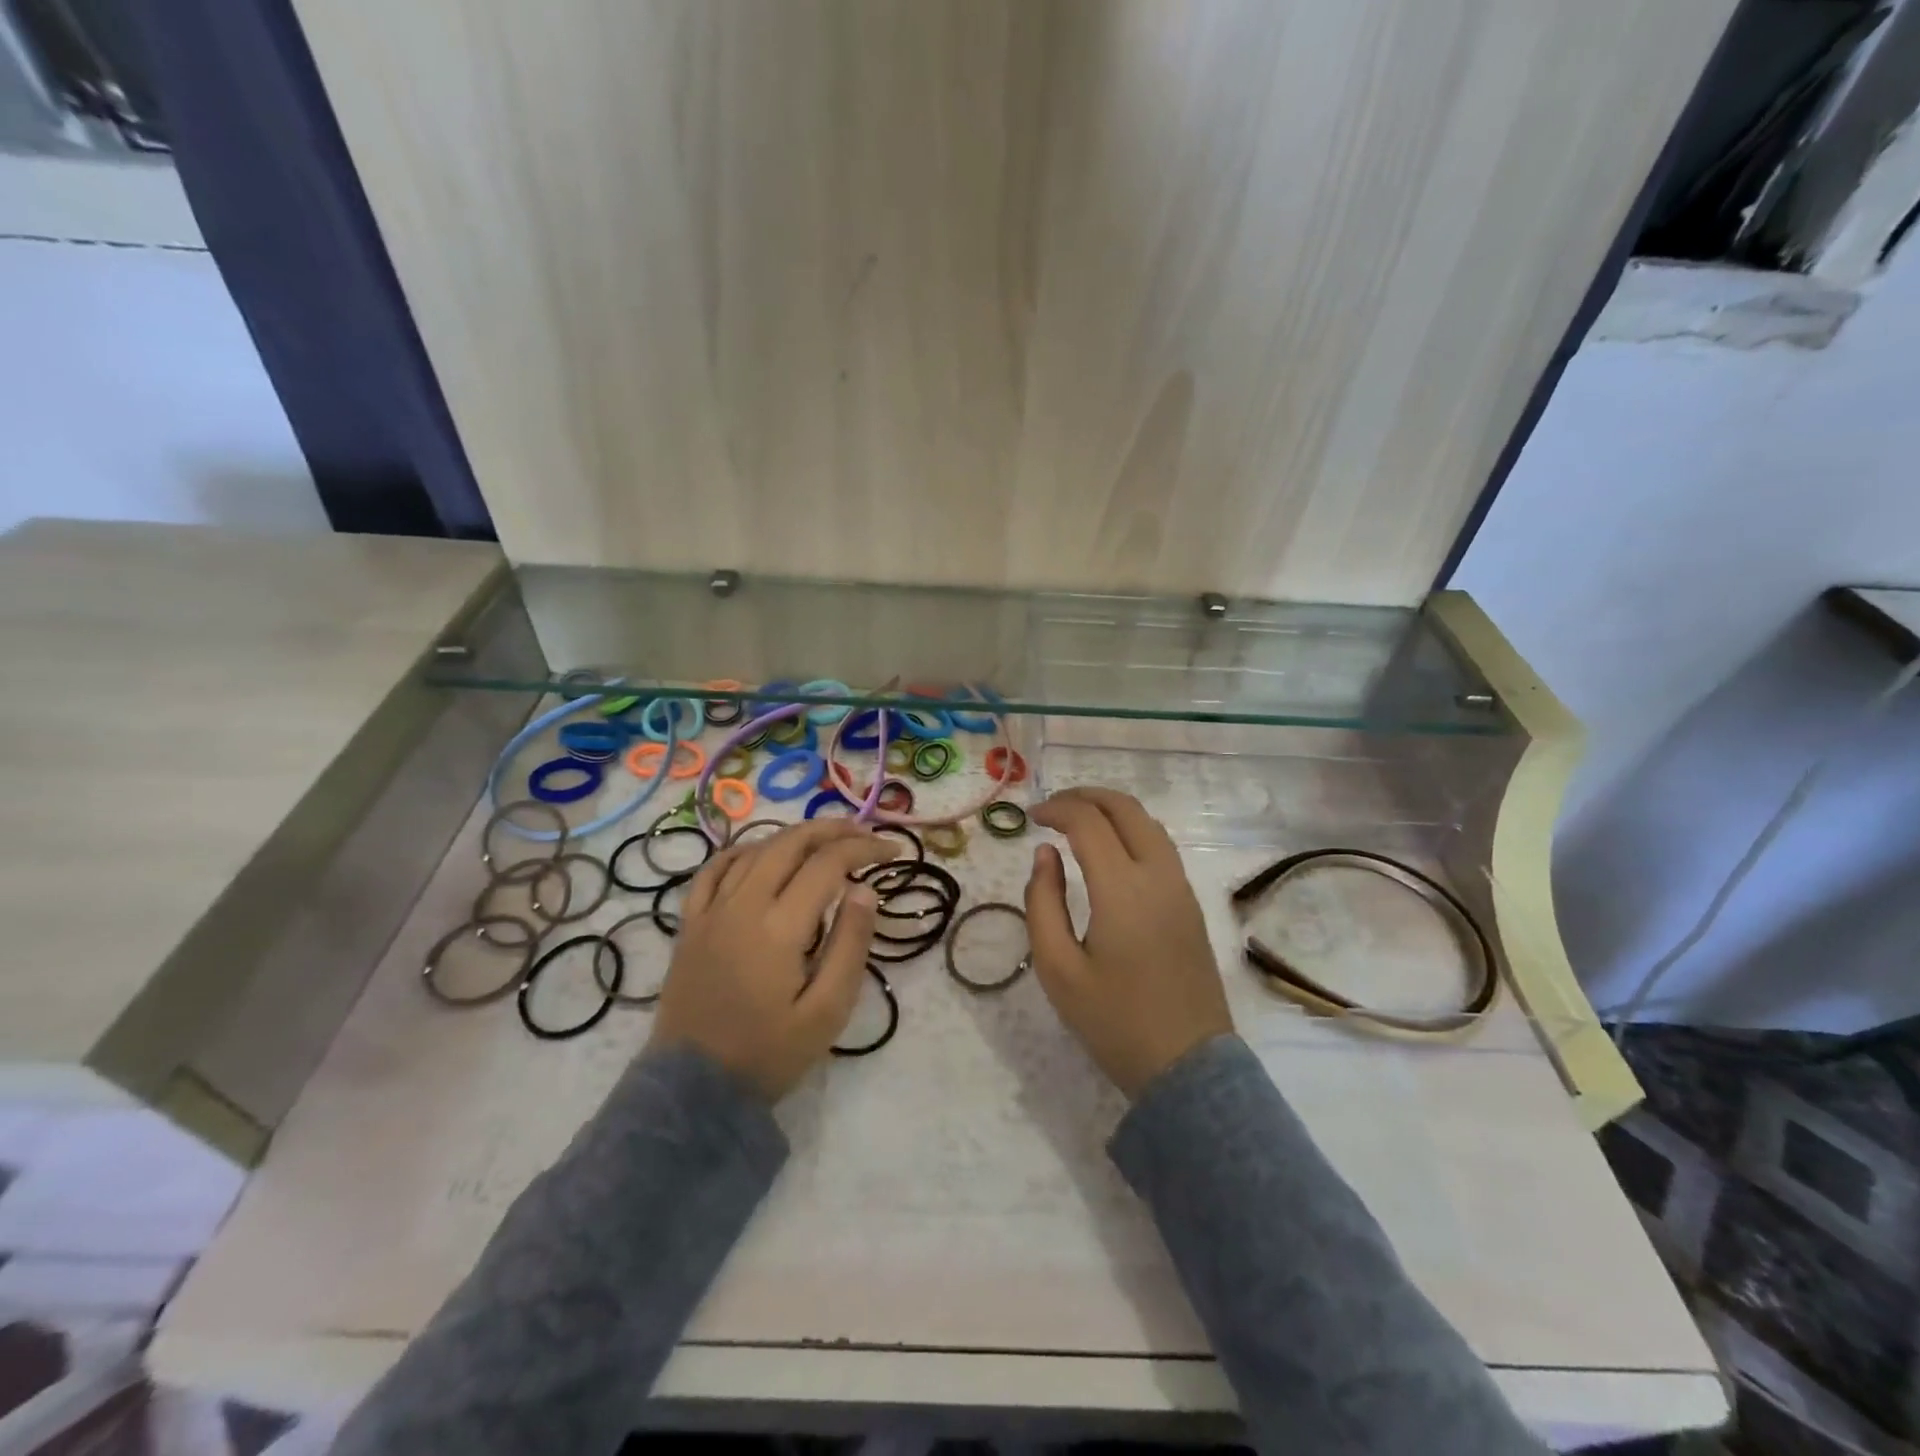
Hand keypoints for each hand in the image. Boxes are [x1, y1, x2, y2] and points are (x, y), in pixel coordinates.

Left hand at [651, 820, 886, 1101]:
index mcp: (779, 927)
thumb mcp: (827, 1011)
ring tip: (825, 839)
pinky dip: (743, 851)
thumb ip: (850, 945)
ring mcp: (710, 912)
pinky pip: (713, 870)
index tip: (892, 850)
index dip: (864, 849)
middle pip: (790, 843)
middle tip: (864, 834)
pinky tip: (762, 853)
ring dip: (794, 836)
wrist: (694, 1090)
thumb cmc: (768, 1054)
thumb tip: (864, 889)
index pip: (828, 864)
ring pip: (754, 850)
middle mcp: (742, 906)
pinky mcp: (690, 924)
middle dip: (832, 830)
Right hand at [1025, 787, 1232, 1098]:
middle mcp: (1158, 875)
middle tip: (1052, 807)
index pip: (1089, 822)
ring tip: (1078, 822)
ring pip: (1149, 824)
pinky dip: (1132, 831)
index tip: (1030, 817)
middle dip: (1086, 797)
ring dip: (1112, 811)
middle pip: (1126, 808)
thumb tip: (1045, 855)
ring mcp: (1181, 889)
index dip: (1056, 808)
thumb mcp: (1058, 968)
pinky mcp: (1191, 905)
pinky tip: (1110, 851)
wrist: (1187, 1067)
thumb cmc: (1114, 1021)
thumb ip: (1043, 902)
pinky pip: (1161, 847)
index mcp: (1123, 888)